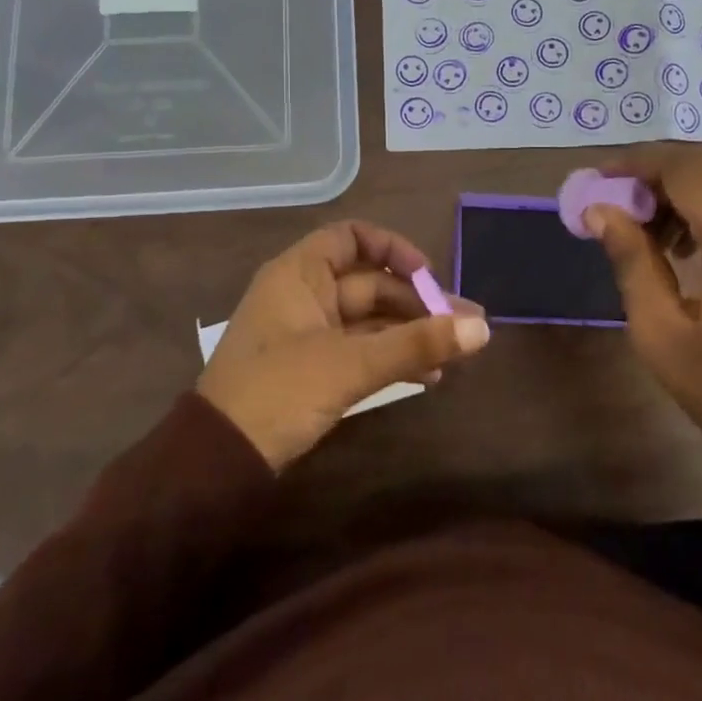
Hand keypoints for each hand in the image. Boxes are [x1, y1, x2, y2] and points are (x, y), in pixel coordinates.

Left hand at [198, 221, 489, 470]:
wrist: (219, 462)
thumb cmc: (278, 392)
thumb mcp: (350, 365)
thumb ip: (416, 344)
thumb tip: (482, 329)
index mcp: (299, 274)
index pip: (351, 238)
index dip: (392, 248)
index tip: (428, 275)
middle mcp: (305, 295)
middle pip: (371, 284)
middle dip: (420, 303)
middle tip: (468, 325)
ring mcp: (309, 334)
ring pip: (371, 321)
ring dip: (413, 334)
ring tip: (461, 352)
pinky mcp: (314, 369)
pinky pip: (362, 350)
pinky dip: (393, 358)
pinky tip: (431, 376)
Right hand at [585, 148, 701, 443]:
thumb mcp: (660, 332)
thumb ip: (631, 259)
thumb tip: (599, 209)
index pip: (689, 172)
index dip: (639, 164)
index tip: (599, 178)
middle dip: (660, 170)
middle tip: (618, 199)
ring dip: (688, 183)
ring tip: (649, 225)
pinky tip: (689, 237)